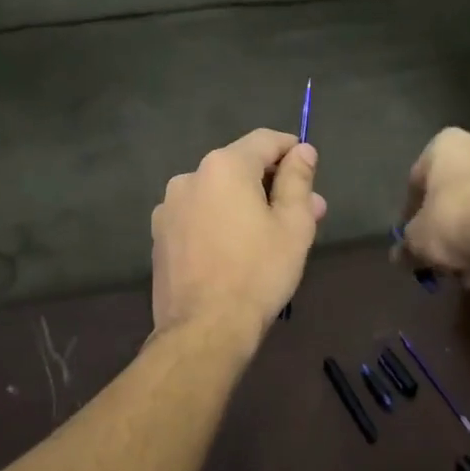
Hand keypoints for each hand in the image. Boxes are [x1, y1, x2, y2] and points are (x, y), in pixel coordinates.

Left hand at [151, 130, 327, 345]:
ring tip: (270, 236)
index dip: (292, 150)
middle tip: (304, 212)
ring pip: (217, 194)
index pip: (265, 141)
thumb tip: (302, 150)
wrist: (204, 329)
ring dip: (245, 205)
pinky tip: (236, 252)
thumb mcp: (293, 225)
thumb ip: (298, 180)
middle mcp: (190, 177)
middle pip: (239, 168)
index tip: (309, 169)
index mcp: (224, 167)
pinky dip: (220, 223)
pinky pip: (198, 217)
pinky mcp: (160, 237)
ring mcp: (169, 208)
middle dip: (272, 185)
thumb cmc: (258, 273)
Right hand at [397, 128, 469, 286]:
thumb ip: (407, 244)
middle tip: (443, 256)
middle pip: (455, 191)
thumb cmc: (457, 220)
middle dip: (448, 225)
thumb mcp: (419, 239)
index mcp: (445, 145)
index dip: (411, 213)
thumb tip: (399, 255)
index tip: (413, 238)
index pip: (418, 180)